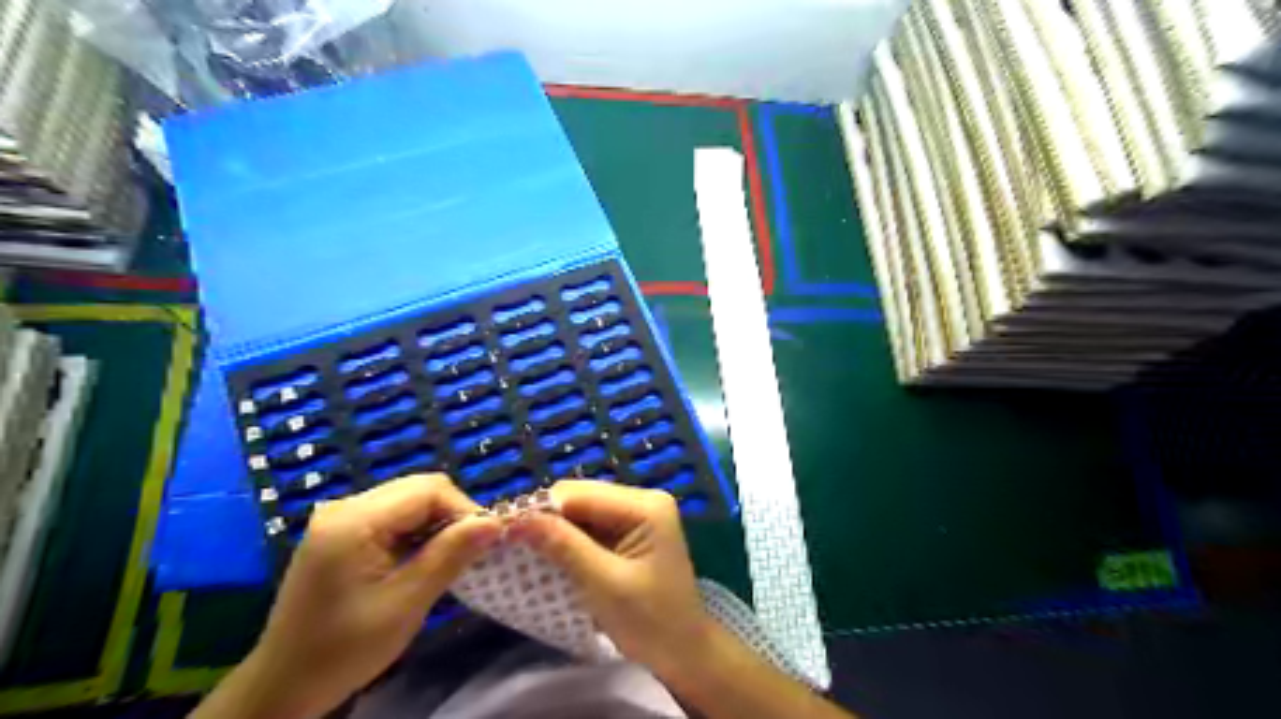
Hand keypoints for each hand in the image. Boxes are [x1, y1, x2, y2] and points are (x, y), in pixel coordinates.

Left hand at [200, 474, 500, 714]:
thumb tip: (495, 522)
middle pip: (419, 489)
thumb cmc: (344, 649)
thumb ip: (450, 556)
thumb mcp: (405, 603)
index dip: (464, 509)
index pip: (429, 489)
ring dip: (437, 523)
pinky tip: (421, 559)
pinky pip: (394, 515)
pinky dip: (417, 531)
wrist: (283, 685)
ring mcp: (341, 517)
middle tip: (470, 551)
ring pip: (409, 499)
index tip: (485, 542)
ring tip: (449, 557)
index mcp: (354, 520)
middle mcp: (345, 507)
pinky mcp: (342, 531)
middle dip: (452, 514)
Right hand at [508, 480, 710, 677]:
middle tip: (511, 544)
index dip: (541, 509)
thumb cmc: (650, 621)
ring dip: (554, 531)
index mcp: (645, 505)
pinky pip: (589, 527)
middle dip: (546, 519)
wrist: (683, 653)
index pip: (581, 494)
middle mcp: (642, 499)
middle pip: (580, 498)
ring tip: (524, 551)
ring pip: (581, 512)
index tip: (504, 532)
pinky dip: (568, 541)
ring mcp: (636, 514)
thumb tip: (517, 519)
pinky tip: (549, 556)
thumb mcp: (604, 584)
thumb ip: (563, 547)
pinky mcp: (629, 531)